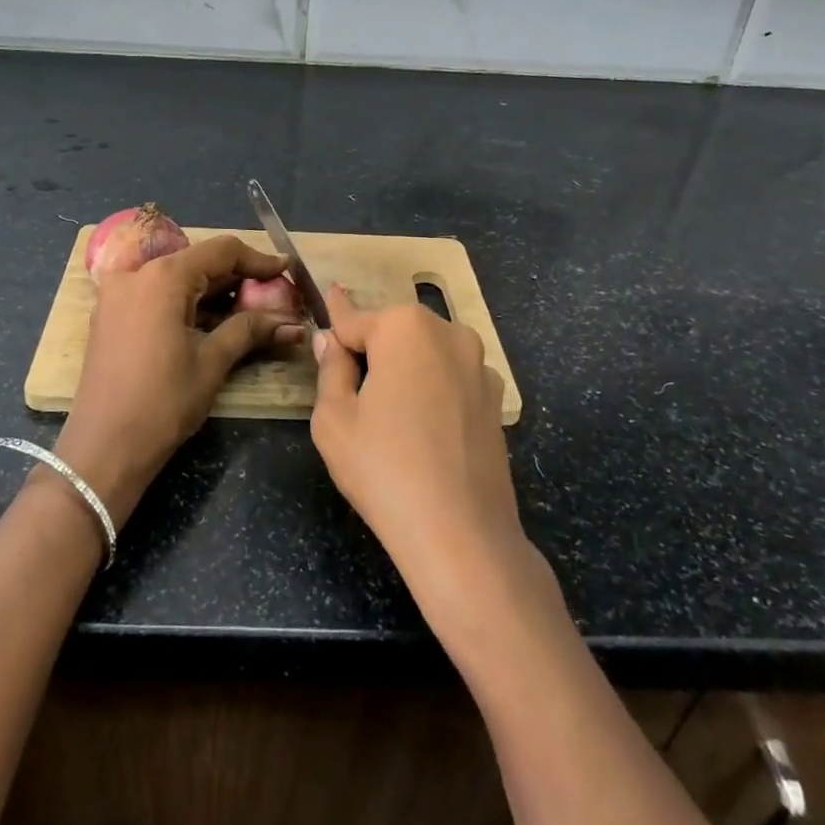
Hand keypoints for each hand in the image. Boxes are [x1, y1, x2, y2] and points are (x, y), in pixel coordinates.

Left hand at [58, 235, 301, 525]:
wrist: (103, 448)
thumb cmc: (163, 402)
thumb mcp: (212, 362)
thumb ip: (250, 330)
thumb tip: (293, 323)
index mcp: (163, 277)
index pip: (221, 251)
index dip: (258, 260)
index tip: (287, 271)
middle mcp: (135, 274)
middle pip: (197, 261)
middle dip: (237, 278)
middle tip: (273, 296)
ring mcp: (117, 293)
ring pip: (176, 278)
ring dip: (212, 292)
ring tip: (250, 311)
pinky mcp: (110, 314)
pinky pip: (155, 294)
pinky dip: (185, 302)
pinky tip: (212, 321)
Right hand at [309, 285, 525, 612]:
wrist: (461, 534)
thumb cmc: (384, 469)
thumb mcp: (334, 419)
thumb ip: (331, 369)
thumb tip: (331, 342)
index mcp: (404, 328)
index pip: (354, 319)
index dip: (335, 316)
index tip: (328, 291)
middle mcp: (448, 332)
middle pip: (393, 332)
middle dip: (371, 350)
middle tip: (350, 390)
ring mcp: (479, 365)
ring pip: (425, 353)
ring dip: (404, 368)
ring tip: (388, 414)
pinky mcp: (495, 398)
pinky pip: (450, 378)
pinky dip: (432, 388)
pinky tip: (423, 428)